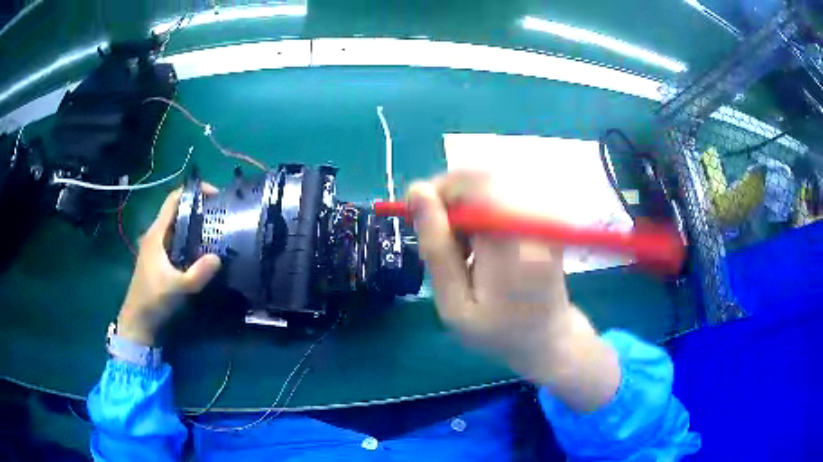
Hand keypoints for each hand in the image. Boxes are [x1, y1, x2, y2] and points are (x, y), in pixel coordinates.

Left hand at [117, 187, 221, 345]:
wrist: (138, 320)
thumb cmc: (154, 299)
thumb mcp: (178, 288)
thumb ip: (198, 273)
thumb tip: (218, 258)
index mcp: (156, 234)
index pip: (174, 200)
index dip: (193, 192)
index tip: (214, 195)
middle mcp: (155, 235)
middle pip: (176, 211)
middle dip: (197, 208)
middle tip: (219, 214)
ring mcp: (156, 247)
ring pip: (176, 226)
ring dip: (194, 224)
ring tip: (215, 230)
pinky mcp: (158, 258)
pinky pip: (175, 240)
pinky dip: (189, 238)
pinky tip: (201, 250)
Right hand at [407, 172, 620, 412]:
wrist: (548, 338)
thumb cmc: (498, 331)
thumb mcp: (455, 303)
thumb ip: (436, 247)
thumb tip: (417, 192)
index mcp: (512, 241)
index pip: (471, 183)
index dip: (438, 191)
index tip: (417, 218)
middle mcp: (532, 218)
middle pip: (479, 182)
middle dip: (449, 204)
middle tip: (439, 246)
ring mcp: (542, 215)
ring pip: (487, 188)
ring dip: (464, 212)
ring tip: (461, 254)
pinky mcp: (543, 216)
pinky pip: (501, 198)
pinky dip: (481, 216)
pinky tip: (480, 248)